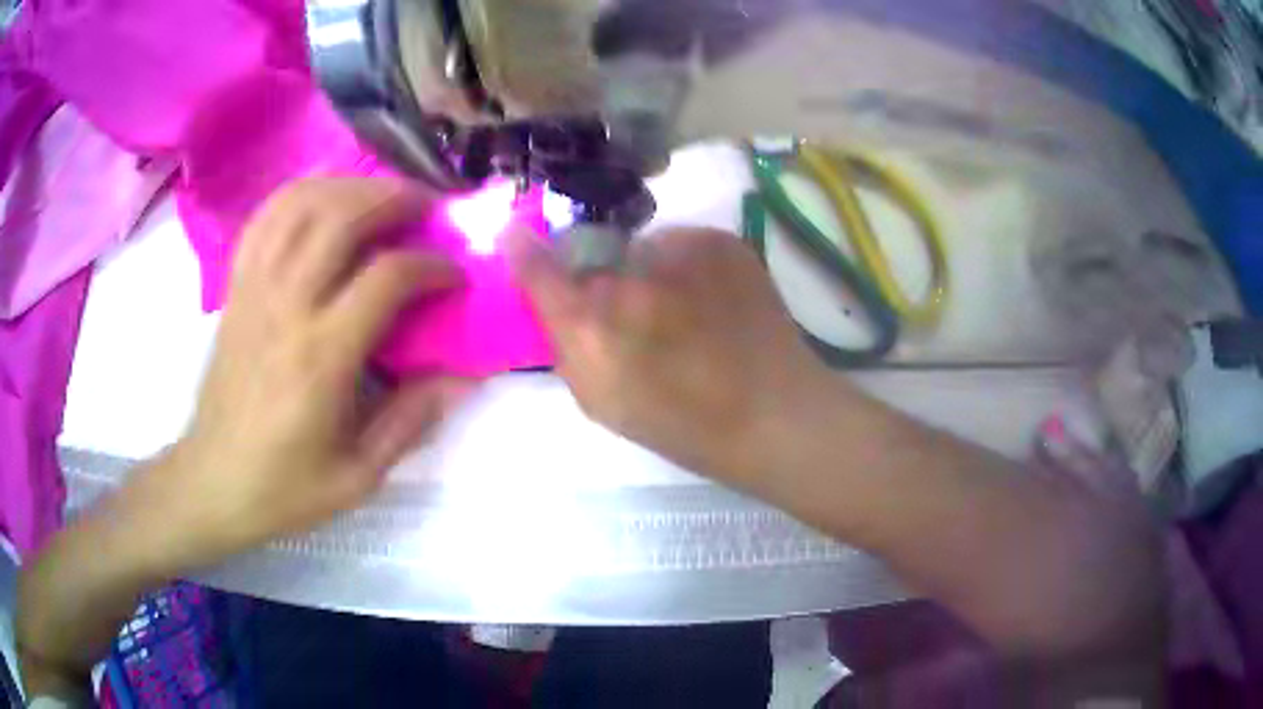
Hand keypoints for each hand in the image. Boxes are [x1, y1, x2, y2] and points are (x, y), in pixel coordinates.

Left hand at [131, 177, 468, 567]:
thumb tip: (463, 376)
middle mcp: (285, 307)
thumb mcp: (358, 476)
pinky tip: (324, 199)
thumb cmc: (285, 487)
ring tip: (382, 194)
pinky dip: (300, 194)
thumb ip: (411, 421)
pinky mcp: (236, 288)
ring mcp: (254, 289)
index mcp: (320, 358)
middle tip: (428, 208)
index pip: (386, 277)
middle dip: (395, 199)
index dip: (432, 266)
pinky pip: (265, 219)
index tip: (456, 276)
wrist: (212, 482)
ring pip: (302, 204)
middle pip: (341, 217)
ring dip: (350, 186)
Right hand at [509, 227, 835, 484]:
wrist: (776, 414)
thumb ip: (566, 344)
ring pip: (643, 249)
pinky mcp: (721, 240)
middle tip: (634, 313)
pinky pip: (682, 246)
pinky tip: (713, 302)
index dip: (525, 252)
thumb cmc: (684, 426)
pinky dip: (686, 267)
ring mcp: (682, 249)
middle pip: (595, 258)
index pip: (541, 270)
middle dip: (602, 278)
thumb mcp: (602, 401)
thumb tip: (551, 297)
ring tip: (685, 312)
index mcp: (595, 326)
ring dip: (648, 271)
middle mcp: (630, 276)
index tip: (515, 234)